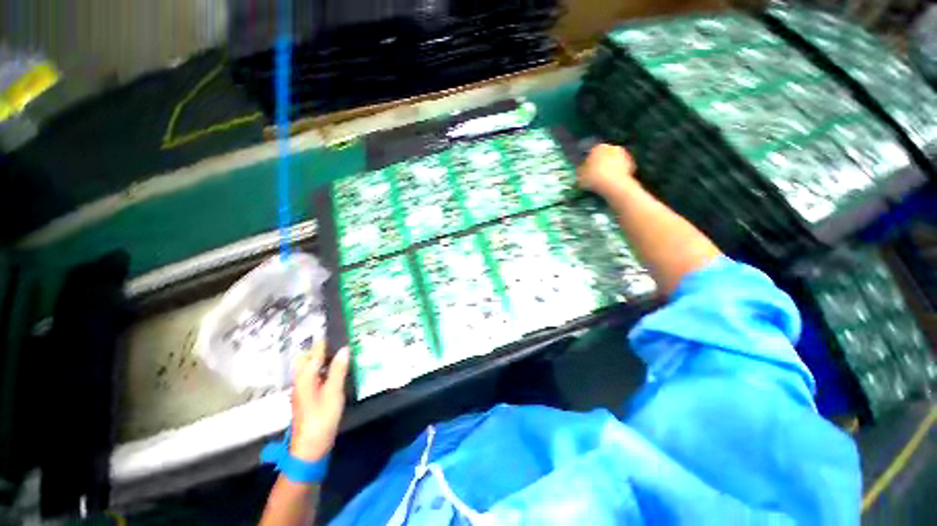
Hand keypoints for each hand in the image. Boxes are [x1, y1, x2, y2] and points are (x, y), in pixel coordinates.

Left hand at [289, 342, 349, 461]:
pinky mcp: (308, 397)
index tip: (338, 330)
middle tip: (341, 344)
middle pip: (308, 359)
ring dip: (324, 360)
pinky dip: (324, 370)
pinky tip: (337, 373)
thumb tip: (344, 349)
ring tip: (342, 355)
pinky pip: (315, 376)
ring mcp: (303, 390)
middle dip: (321, 350)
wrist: (310, 447)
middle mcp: (301, 381)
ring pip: (311, 368)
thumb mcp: (333, 392)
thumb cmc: (321, 418)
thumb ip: (338, 370)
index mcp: (305, 377)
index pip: (315, 353)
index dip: (325, 342)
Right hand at [578, 143, 637, 196]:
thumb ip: (581, 172)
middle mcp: (612, 147)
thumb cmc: (594, 178)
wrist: (614, 185)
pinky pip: (622, 167)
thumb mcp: (581, 177)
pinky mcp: (631, 163)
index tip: (587, 170)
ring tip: (605, 179)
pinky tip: (613, 181)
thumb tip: (580, 171)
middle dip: (601, 163)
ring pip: (614, 161)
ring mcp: (623, 154)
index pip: (592, 153)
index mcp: (598, 148)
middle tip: (597, 173)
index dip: (589, 162)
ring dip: (610, 167)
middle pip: (605, 155)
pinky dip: (618, 172)